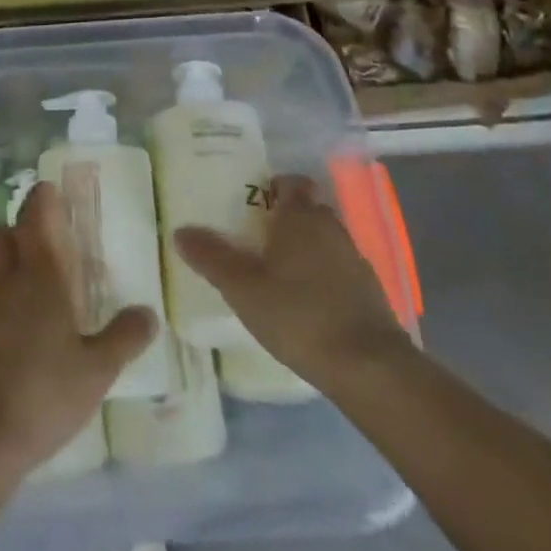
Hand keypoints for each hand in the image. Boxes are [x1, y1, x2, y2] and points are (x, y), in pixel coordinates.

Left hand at [0, 181, 156, 474]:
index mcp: (40, 275)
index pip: (36, 217)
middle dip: (22, 225)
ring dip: (9, 257)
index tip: (51, 189)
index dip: (42, 198)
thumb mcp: (96, 371)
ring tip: (34, 279)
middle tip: (47, 235)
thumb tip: (149, 313)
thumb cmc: (43, 394)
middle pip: (6, 232)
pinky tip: (16, 321)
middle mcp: (6, 278)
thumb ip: (124, 338)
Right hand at [175, 173, 409, 391]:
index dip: (273, 188)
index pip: (291, 182)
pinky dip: (322, 277)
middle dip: (285, 219)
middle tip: (254, 240)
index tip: (251, 206)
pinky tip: (305, 304)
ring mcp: (355, 259)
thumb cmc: (298, 315)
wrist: (369, 368)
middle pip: (308, 209)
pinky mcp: (369, 292)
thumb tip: (180, 231)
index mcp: (301, 216)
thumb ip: (211, 257)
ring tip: (276, 273)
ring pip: (324, 240)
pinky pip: (338, 269)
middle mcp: (331, 228)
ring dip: (305, 249)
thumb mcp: (242, 288)